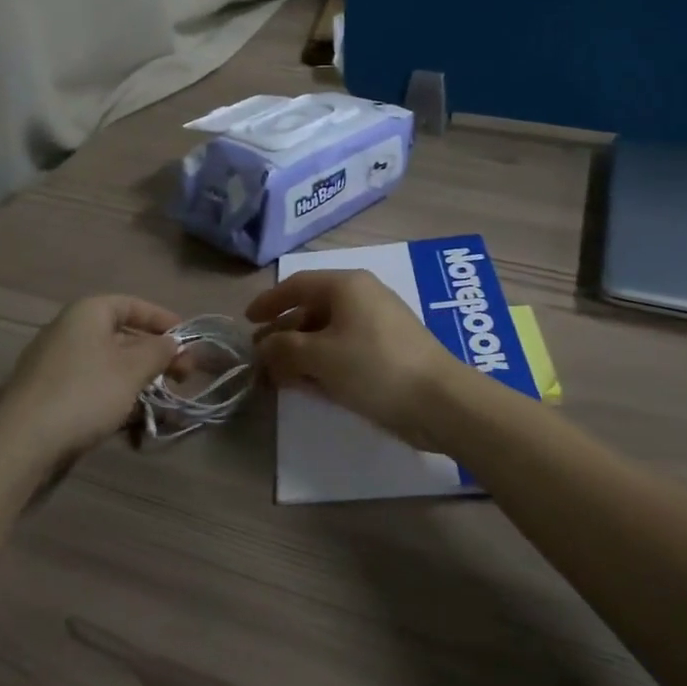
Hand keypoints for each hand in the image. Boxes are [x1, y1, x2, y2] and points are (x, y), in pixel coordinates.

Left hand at [0, 295, 181, 469]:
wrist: (22, 440)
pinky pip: (91, 382)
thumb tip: (172, 342)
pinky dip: (115, 391)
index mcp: (88, 312)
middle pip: (121, 334)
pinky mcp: (49, 391)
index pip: (132, 304)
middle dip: (154, 353)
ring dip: (137, 376)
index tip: (187, 339)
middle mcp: (69, 329)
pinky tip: (130, 414)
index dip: (162, 319)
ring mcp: (55, 361)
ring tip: (160, 396)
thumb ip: (158, 351)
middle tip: (182, 374)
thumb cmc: (85, 392)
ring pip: (107, 361)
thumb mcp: (132, 369)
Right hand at [245, 270, 457, 438]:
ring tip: (279, 377)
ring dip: (301, 353)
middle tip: (260, 358)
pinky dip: (324, 363)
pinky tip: (309, 385)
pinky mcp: (388, 350)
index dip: (269, 302)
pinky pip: (345, 349)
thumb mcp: (320, 357)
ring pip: (327, 333)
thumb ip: (284, 349)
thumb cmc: (374, 366)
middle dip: (283, 334)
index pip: (297, 285)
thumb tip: (264, 347)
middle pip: (311, 310)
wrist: (439, 400)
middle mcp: (362, 297)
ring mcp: (378, 324)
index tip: (247, 321)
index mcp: (346, 285)